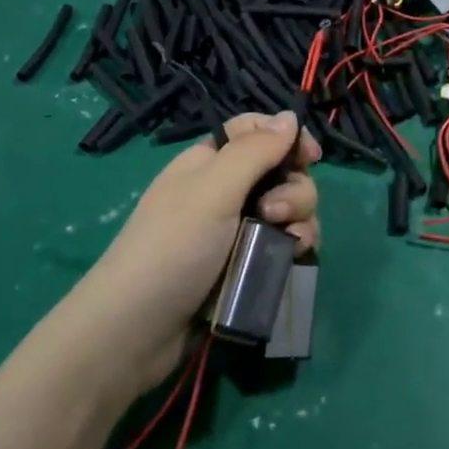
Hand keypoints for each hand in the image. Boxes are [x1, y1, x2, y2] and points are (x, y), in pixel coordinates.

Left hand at [67, 112, 320, 394]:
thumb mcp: (212, 190)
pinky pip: (284, 243)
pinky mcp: (246, 265)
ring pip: (289, 209)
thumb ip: (255, 150)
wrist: (137, 332)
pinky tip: (292, 259)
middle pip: (281, 171)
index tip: (310, 158)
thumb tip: (290, 116)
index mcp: (210, 163)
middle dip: (294, 188)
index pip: (256, 132)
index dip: (286, 138)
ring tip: (286, 242)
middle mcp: (225, 191)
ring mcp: (237, 230)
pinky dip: (294, 246)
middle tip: (275, 213)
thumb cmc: (172, 248)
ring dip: (299, 220)